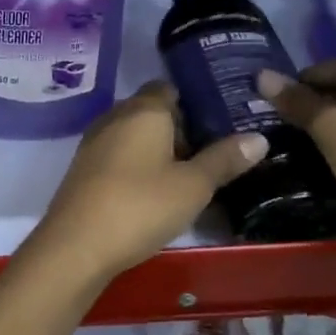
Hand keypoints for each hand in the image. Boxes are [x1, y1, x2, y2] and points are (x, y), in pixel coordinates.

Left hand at [28, 81, 267, 282]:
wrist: (76, 245)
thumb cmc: (140, 206)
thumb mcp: (193, 186)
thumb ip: (224, 159)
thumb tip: (260, 138)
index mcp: (143, 110)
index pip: (169, 88)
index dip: (195, 102)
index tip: (221, 121)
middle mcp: (115, 117)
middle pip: (152, 112)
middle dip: (180, 128)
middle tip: (214, 152)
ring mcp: (95, 143)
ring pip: (134, 135)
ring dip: (159, 150)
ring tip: (190, 175)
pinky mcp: (84, 169)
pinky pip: (119, 155)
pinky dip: (138, 165)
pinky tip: (155, 191)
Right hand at [257, 62, 335, 277]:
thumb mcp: (333, 130)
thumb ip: (299, 102)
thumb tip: (262, 75)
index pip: (334, 67)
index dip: (300, 82)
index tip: (271, 102)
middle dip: (315, 102)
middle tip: (283, 122)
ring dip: (331, 122)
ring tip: (301, 138)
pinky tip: (330, 153)